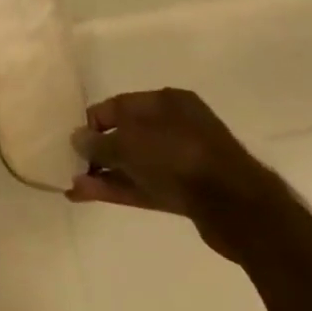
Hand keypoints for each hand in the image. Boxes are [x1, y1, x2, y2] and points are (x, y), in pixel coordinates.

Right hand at [67, 88, 287, 260]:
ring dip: (105, 174)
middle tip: (72, 164)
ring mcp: (183, 160)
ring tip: (75, 186)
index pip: (118, 105)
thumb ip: (99, 143)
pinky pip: (146, 185)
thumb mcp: (129, 144)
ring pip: (135, 163)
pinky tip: (90, 195)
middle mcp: (175, 125)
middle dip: (98, 151)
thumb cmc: (178, 157)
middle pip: (127, 135)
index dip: (93, 122)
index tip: (73, 140)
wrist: (238, 209)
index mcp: (165, 101)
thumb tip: (77, 138)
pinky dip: (121, 188)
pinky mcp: (188, 193)